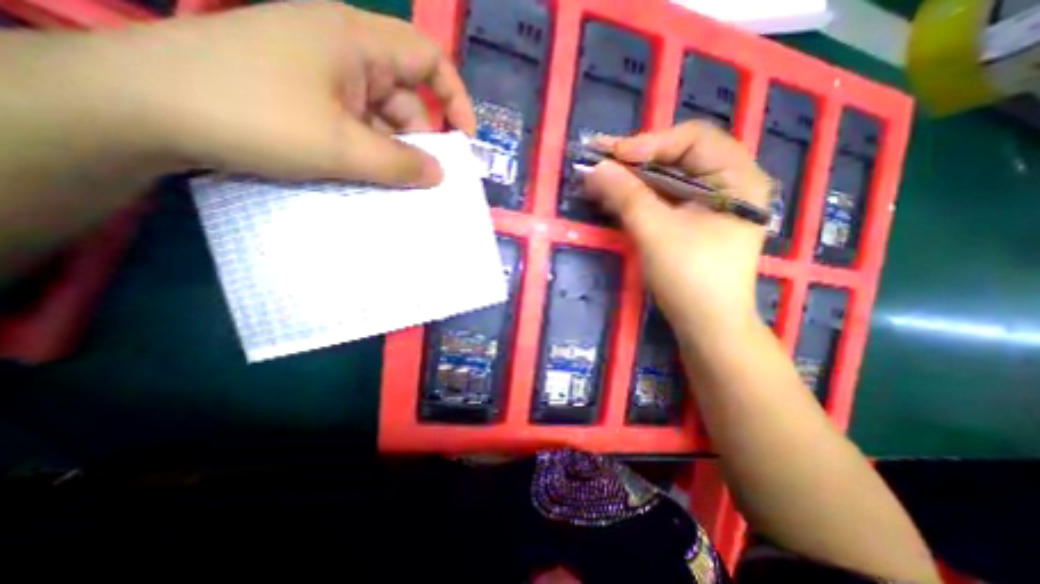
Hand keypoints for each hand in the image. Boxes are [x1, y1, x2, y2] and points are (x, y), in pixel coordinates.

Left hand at [94, 0, 477, 183]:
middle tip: (422, 179)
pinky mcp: (307, 95)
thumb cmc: (255, 116)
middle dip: (418, 139)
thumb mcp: (342, 147)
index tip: (464, 139)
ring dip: (391, 151)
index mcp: (356, 40)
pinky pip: (357, 124)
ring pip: (380, 116)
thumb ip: (400, 163)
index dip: (455, 99)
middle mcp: (344, 49)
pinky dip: (368, 151)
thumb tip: (440, 175)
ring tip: (390, 184)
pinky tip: (365, 174)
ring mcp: (323, 73)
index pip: (429, 59)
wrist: (144, 108)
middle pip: (405, 96)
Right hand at [585, 121, 769, 338]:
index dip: (650, 142)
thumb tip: (595, 167)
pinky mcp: (695, 221)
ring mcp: (712, 203)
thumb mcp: (655, 231)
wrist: (707, 325)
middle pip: (680, 156)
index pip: (693, 138)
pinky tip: (617, 197)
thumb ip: (626, 195)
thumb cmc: (690, 277)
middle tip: (602, 162)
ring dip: (634, 178)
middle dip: (638, 159)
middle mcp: (730, 182)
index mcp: (738, 177)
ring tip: (602, 178)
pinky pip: (666, 198)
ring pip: (669, 178)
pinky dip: (640, 196)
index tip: (611, 155)